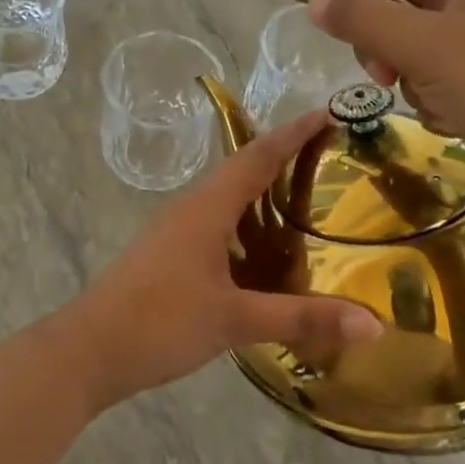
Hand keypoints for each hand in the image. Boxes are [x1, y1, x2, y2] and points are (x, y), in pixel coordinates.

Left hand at [55, 110, 380, 407]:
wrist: (88, 351)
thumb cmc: (159, 323)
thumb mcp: (235, 320)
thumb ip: (302, 318)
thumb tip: (375, 322)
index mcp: (207, 208)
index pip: (257, 156)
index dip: (293, 133)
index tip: (328, 113)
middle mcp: (191, 209)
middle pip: (242, 171)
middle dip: (284, 158)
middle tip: (329, 157)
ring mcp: (176, 232)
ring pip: (228, 201)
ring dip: (264, 194)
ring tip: (307, 201)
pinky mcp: (169, 256)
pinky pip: (218, 227)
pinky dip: (248, 228)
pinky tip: (266, 254)